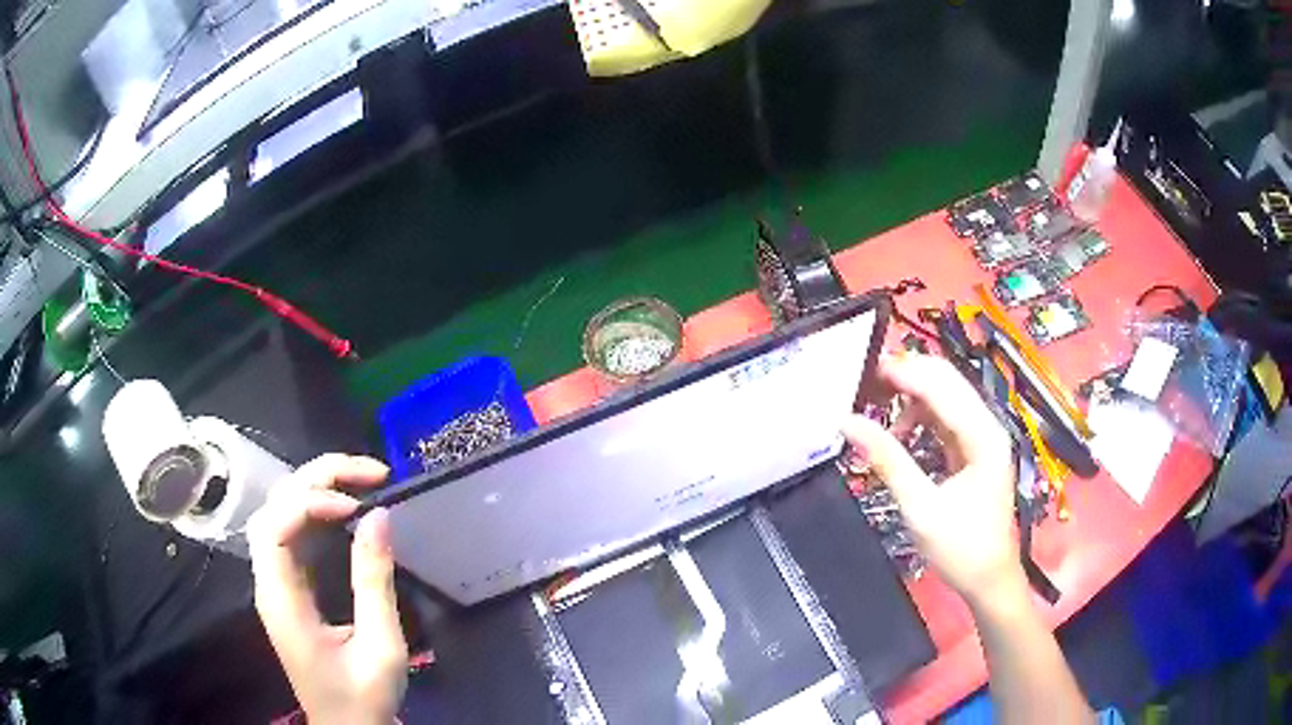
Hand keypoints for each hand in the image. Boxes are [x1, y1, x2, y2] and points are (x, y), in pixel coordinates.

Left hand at [248, 455, 407, 724]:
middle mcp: (269, 585)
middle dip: (315, 479)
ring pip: (279, 515)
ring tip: (359, 481)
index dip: (310, 502)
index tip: (358, 505)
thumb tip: (378, 517)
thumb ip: (374, 583)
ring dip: (314, 489)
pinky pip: (292, 536)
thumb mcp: (380, 647)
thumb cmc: (363, 698)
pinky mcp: (290, 591)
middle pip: (273, 509)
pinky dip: (316, 512)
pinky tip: (344, 511)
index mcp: (281, 601)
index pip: (274, 526)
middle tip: (368, 472)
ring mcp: (276, 586)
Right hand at [843, 353, 1022, 607]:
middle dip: (906, 376)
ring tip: (875, 405)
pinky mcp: (973, 450)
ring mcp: (982, 437)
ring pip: (944, 397)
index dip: (903, 372)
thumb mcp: (920, 507)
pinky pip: (944, 419)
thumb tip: (848, 423)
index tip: (862, 371)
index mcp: (983, 435)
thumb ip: (887, 460)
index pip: (941, 386)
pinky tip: (898, 431)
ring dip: (911, 395)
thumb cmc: (961, 548)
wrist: (989, 580)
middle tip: (863, 383)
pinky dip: (919, 417)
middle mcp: (987, 426)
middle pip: (946, 381)